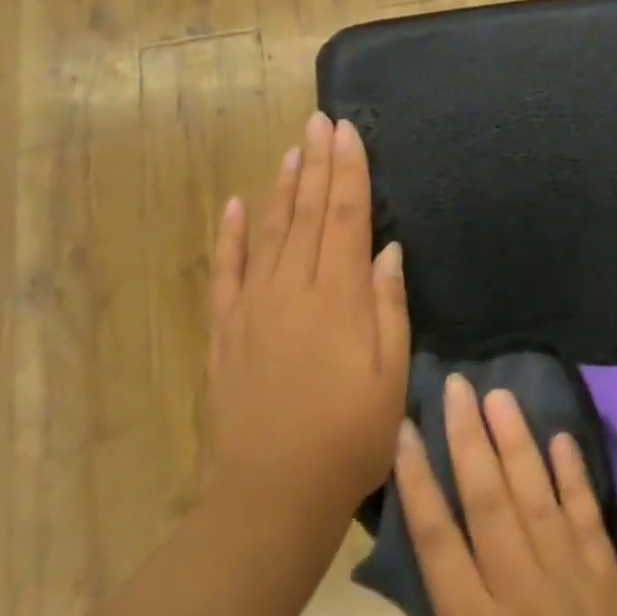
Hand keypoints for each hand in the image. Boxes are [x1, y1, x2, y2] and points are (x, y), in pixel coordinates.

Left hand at [207, 113, 410, 538]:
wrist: (270, 496)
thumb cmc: (348, 438)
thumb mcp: (390, 376)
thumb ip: (389, 308)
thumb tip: (388, 250)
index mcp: (338, 298)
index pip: (345, 217)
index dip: (349, 172)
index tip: (348, 131)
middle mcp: (292, 290)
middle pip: (308, 213)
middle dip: (318, 163)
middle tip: (320, 120)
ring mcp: (253, 308)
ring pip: (269, 232)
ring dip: (282, 187)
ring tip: (292, 149)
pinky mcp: (226, 332)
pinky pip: (227, 272)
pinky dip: (231, 236)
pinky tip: (235, 205)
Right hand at [395, 376, 616, 615]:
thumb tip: (425, 578)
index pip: (436, 536)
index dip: (418, 478)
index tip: (405, 429)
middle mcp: (522, 593)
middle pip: (489, 499)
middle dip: (469, 438)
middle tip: (458, 387)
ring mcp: (571, 586)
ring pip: (538, 498)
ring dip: (519, 443)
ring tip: (501, 396)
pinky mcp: (609, 590)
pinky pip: (590, 522)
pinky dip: (576, 479)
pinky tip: (562, 440)